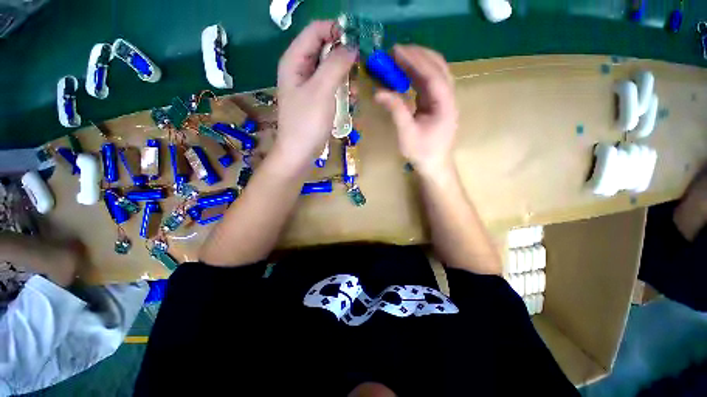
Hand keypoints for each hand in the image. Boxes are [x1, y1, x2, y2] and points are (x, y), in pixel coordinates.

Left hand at [275, 20, 357, 167]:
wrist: (299, 152)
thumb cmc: (307, 122)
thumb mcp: (322, 91)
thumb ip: (336, 64)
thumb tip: (352, 47)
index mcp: (295, 60)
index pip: (316, 30)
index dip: (337, 31)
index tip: (357, 43)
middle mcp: (300, 69)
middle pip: (325, 49)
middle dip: (344, 57)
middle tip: (359, 69)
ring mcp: (309, 86)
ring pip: (331, 69)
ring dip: (345, 77)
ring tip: (354, 91)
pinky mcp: (316, 99)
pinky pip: (332, 86)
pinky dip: (342, 90)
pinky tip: (350, 101)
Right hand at [375, 45, 457, 175]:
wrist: (435, 165)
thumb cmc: (422, 152)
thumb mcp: (407, 134)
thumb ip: (395, 110)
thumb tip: (378, 92)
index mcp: (445, 104)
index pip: (432, 75)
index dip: (415, 61)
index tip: (396, 51)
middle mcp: (449, 97)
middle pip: (437, 67)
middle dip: (417, 56)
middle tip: (395, 51)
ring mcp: (444, 100)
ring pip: (435, 72)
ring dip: (418, 62)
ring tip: (399, 58)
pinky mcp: (437, 104)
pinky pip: (429, 83)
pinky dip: (417, 75)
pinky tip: (405, 73)